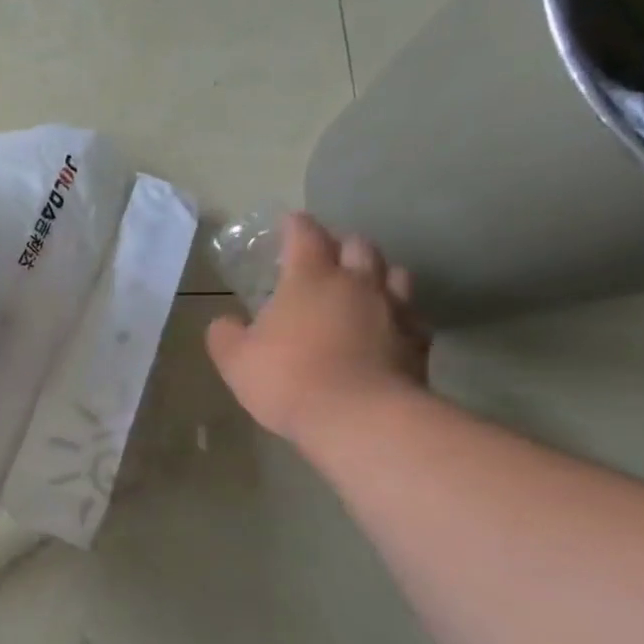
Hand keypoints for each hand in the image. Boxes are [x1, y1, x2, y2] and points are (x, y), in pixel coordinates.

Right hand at [206, 212, 429, 444]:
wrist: (360, 420)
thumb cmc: (288, 379)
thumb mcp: (234, 359)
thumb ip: (225, 333)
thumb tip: (226, 322)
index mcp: (310, 278)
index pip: (305, 234)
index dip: (295, 225)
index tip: (288, 224)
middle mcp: (357, 283)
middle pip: (358, 245)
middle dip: (341, 245)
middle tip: (325, 259)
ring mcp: (394, 310)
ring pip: (396, 274)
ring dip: (378, 275)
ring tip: (362, 289)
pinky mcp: (419, 342)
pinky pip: (412, 316)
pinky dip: (398, 315)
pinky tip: (385, 330)